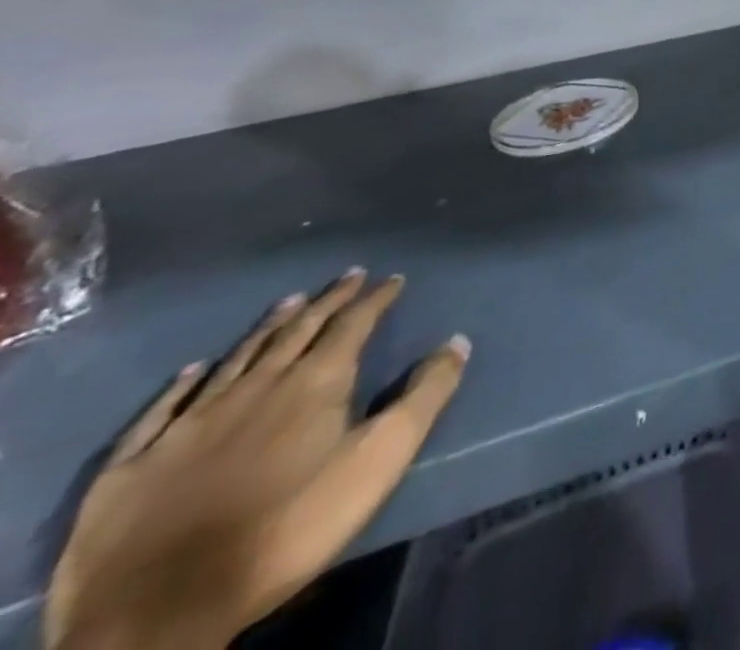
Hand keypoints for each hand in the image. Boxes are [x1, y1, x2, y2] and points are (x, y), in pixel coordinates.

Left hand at [46, 270, 468, 649]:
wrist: (156, 613)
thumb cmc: (288, 527)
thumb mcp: (379, 459)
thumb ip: (424, 396)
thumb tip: (457, 341)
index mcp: (314, 383)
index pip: (353, 325)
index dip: (376, 299)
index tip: (393, 278)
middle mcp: (254, 387)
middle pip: (296, 332)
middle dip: (326, 302)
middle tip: (347, 276)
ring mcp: (186, 425)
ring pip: (236, 360)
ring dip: (267, 328)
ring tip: (288, 302)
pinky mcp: (132, 466)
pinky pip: (161, 411)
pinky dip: (181, 385)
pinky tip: (192, 370)